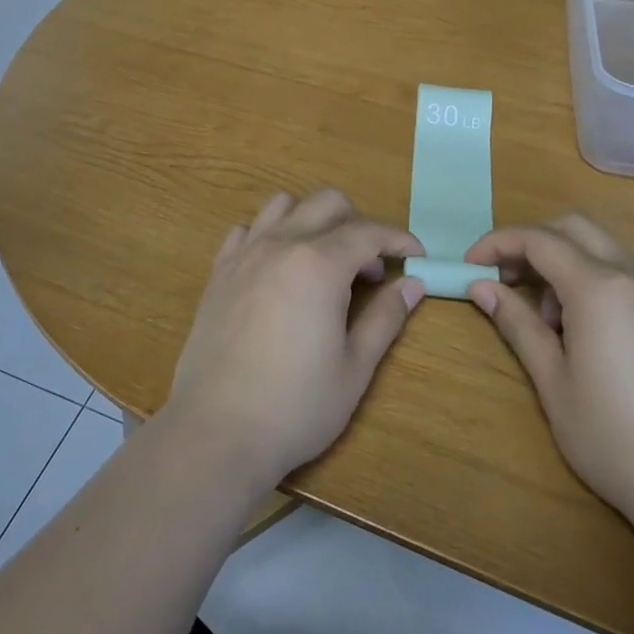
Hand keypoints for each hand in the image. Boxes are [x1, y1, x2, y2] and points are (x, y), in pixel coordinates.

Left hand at [166, 190, 424, 485]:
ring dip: (311, 220)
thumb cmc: (295, 406)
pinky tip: (278, 269)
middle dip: (358, 223)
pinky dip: (270, 235)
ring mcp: (244, 254)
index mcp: (319, 264)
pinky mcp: (218, 271)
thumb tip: (412, 285)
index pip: (368, 231)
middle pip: (327, 203)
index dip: (398, 238)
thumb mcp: (354, 368)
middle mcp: (281, 244)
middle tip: (370, 269)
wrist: (217, 430)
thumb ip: (385, 318)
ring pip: (283, 205)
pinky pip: (247, 230)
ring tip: (323, 261)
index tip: (417, 255)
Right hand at [465, 215, 633, 532]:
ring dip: (567, 265)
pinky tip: (594, 334)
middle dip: (533, 244)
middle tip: (508, 281)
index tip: (472, 265)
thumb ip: (517, 324)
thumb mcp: (553, 383)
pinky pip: (632, 276)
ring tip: (554, 323)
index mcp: (598, 288)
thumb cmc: (615, 438)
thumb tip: (481, 287)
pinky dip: (599, 282)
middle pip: (574, 229)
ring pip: (605, 250)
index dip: (498, 243)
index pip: (538, 239)